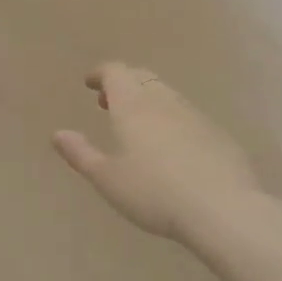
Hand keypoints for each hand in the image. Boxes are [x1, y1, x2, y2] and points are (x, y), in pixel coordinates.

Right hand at [53, 62, 262, 244]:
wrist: (222, 208)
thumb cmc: (154, 193)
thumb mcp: (108, 179)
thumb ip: (81, 154)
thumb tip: (58, 134)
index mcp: (133, 106)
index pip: (115, 72)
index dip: (100, 73)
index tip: (90, 83)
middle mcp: (163, 101)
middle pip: (141, 76)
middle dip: (123, 82)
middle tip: (108, 102)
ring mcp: (194, 114)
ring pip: (166, 93)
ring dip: (147, 98)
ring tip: (136, 125)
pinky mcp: (217, 133)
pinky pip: (187, 113)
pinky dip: (170, 117)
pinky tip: (171, 147)